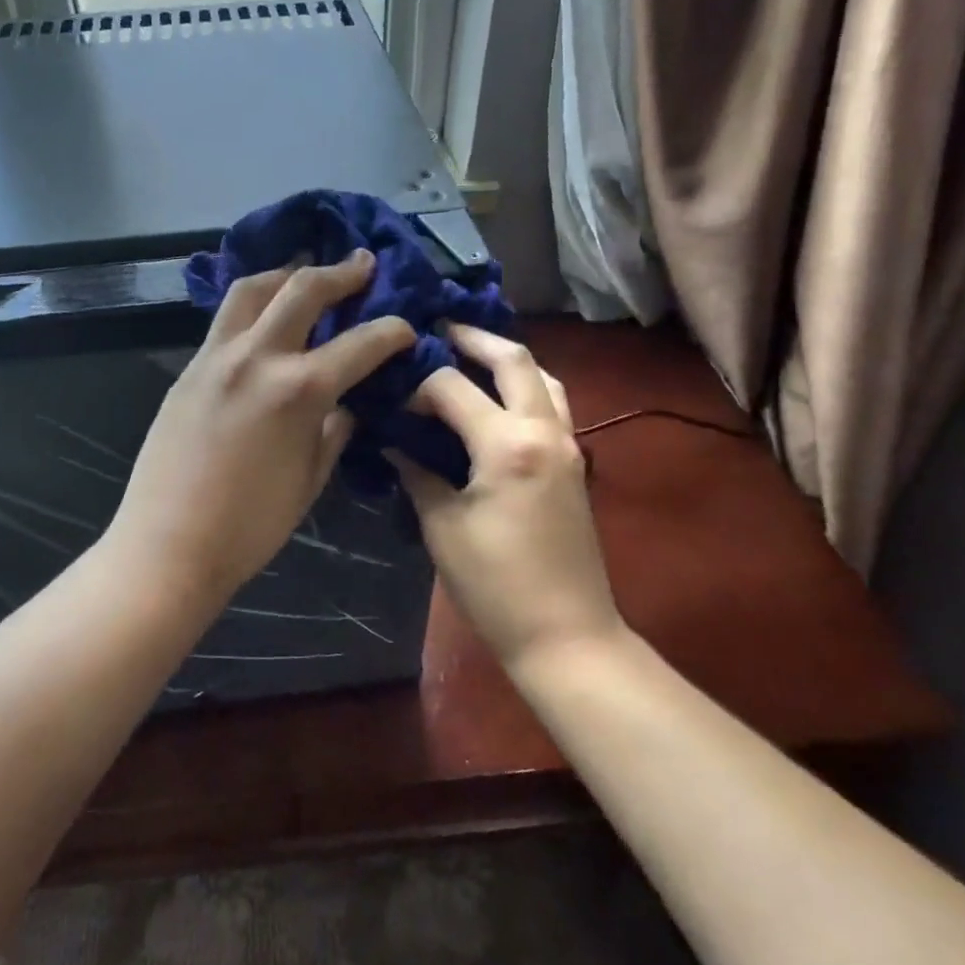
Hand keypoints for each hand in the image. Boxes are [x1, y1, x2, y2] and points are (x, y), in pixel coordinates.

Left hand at [109, 251, 415, 599]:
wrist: (168, 546)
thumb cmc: (250, 526)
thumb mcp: (310, 479)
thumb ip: (334, 430)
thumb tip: (348, 402)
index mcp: (298, 390)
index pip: (360, 344)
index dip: (392, 331)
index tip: (406, 327)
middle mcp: (257, 357)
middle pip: (302, 289)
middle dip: (340, 272)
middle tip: (362, 263)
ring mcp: (215, 357)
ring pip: (251, 289)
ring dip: (285, 274)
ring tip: (305, 273)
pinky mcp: (189, 369)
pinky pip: (224, 319)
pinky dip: (252, 305)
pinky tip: (264, 317)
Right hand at [389, 326, 624, 671]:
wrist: (565, 635)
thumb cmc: (495, 586)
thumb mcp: (442, 527)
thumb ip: (417, 473)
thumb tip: (392, 441)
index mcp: (507, 444)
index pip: (451, 387)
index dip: (416, 385)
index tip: (390, 398)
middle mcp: (543, 430)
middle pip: (513, 359)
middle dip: (473, 338)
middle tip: (438, 330)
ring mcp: (567, 444)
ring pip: (543, 377)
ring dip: (507, 358)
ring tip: (470, 355)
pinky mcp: (573, 462)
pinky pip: (552, 403)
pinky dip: (524, 386)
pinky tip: (496, 399)